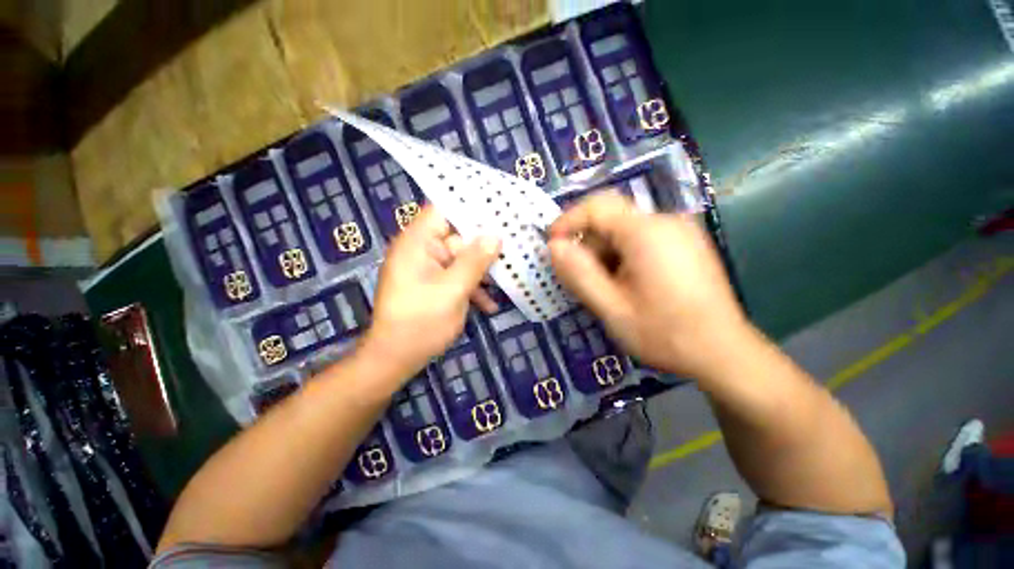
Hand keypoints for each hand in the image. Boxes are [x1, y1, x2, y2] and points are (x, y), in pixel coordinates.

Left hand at [361, 207, 500, 379]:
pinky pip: (456, 277)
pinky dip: (472, 287)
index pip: (443, 209)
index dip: (470, 206)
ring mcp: (427, 268)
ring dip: (481, 271)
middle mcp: (421, 250)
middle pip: (457, 236)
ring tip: (507, 279)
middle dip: (484, 245)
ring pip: (461, 259)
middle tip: (514, 246)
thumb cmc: (421, 322)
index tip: (499, 209)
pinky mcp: (433, 284)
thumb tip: (495, 237)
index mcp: (418, 242)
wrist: (395, 359)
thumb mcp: (453, 290)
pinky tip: (490, 305)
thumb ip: (475, 261)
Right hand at [548, 192, 747, 377]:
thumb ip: (579, 274)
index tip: (552, 244)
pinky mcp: (686, 244)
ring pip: (625, 231)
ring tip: (604, 288)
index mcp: (647, 232)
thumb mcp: (611, 307)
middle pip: (611, 219)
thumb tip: (555, 246)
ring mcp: (681, 231)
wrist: (724, 354)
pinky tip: (626, 285)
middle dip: (588, 245)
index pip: (597, 206)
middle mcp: (666, 221)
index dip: (568, 221)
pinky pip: (643, 240)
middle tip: (579, 279)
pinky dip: (623, 256)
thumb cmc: (664, 333)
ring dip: (605, 254)